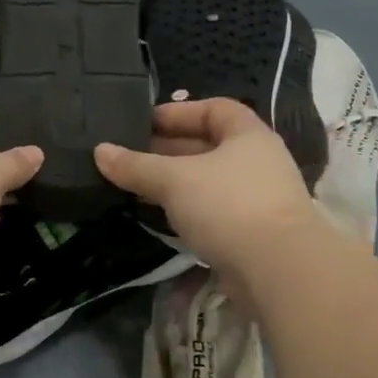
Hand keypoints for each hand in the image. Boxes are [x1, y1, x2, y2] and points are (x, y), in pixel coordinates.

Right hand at [95, 99, 321, 284]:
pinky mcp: (251, 232)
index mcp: (247, 135)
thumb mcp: (174, 179)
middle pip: (208, 146)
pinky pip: (212, 210)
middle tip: (127, 157)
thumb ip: (136, 165)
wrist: (278, 269)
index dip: (177, 112)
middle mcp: (257, 161)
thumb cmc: (228, 205)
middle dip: (167, 149)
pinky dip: (186, 209)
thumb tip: (99, 151)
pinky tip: (159, 216)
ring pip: (207, 181)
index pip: (213, 109)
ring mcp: (257, 198)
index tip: (142, 122)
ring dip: (174, 182)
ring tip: (135, 186)